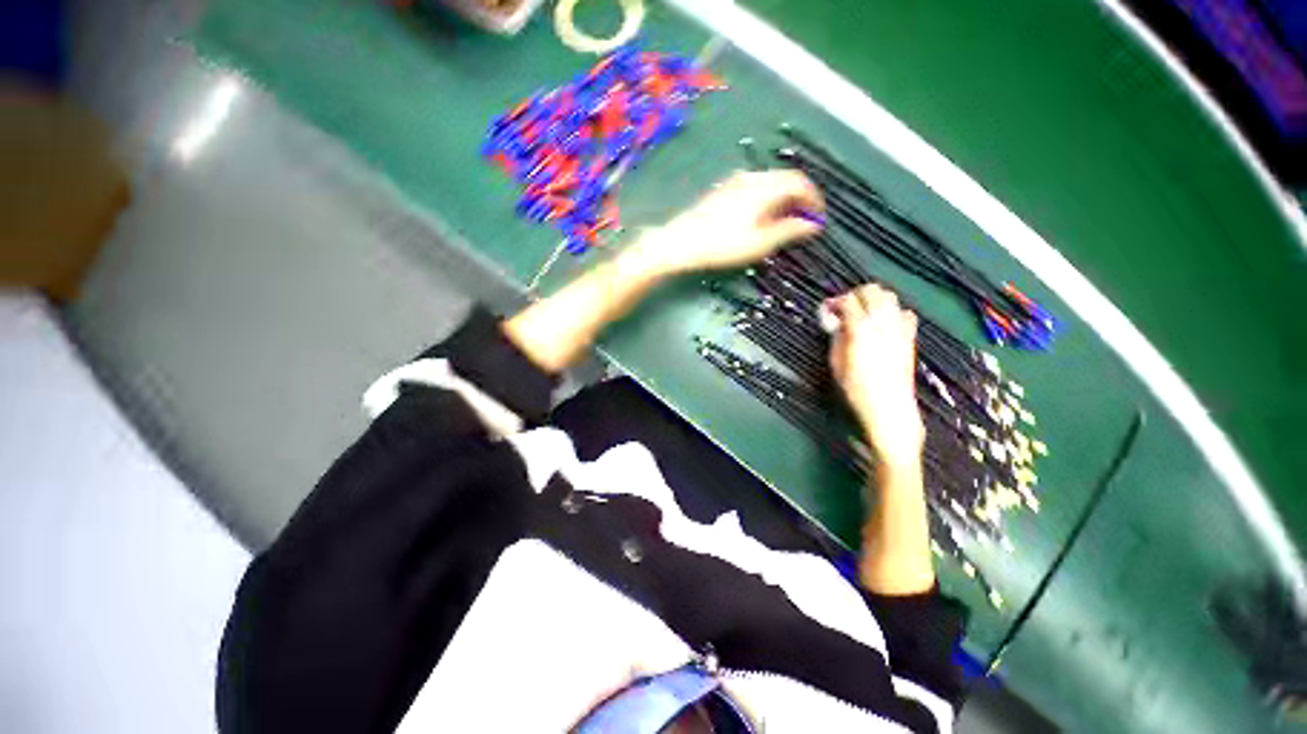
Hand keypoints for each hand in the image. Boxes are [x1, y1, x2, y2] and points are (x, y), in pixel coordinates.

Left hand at [627, 170, 823, 276]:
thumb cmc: (722, 245)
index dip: (814, 199)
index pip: (800, 182)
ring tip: (784, 223)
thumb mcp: (760, 242)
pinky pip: (754, 188)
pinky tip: (761, 219)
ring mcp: (735, 182)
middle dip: (799, 199)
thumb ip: (789, 230)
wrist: (681, 242)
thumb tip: (813, 225)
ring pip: (769, 183)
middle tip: (803, 222)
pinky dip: (766, 200)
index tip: (818, 219)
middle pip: (785, 180)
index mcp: (765, 186)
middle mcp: (752, 177)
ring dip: (782, 199)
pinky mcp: (723, 191)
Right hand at [827, 284, 925, 468]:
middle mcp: (882, 323)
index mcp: (860, 329)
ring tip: (863, 313)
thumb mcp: (836, 362)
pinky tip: (884, 324)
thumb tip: (835, 320)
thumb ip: (836, 336)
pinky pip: (905, 313)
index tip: (827, 309)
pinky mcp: (909, 337)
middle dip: (856, 295)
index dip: (835, 301)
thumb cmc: (856, 388)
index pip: (849, 300)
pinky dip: (893, 312)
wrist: (888, 407)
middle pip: (872, 291)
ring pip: (890, 297)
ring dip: (874, 300)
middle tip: (844, 308)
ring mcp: (899, 328)